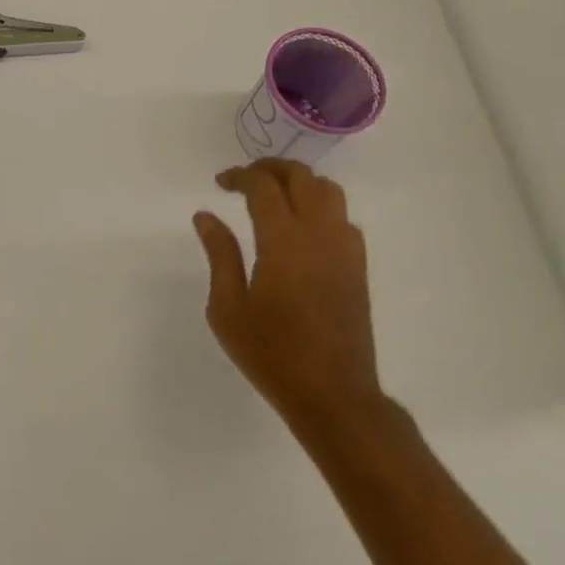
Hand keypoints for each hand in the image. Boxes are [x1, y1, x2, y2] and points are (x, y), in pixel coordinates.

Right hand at [193, 160, 380, 436]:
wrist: (333, 395)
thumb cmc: (272, 353)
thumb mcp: (228, 308)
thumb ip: (220, 255)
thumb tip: (206, 216)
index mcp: (282, 241)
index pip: (263, 186)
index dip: (240, 175)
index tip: (220, 182)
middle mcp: (318, 234)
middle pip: (301, 177)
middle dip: (271, 168)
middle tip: (245, 179)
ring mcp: (344, 249)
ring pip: (329, 191)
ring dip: (300, 183)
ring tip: (275, 196)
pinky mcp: (358, 267)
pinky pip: (343, 218)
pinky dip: (321, 207)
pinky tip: (302, 228)